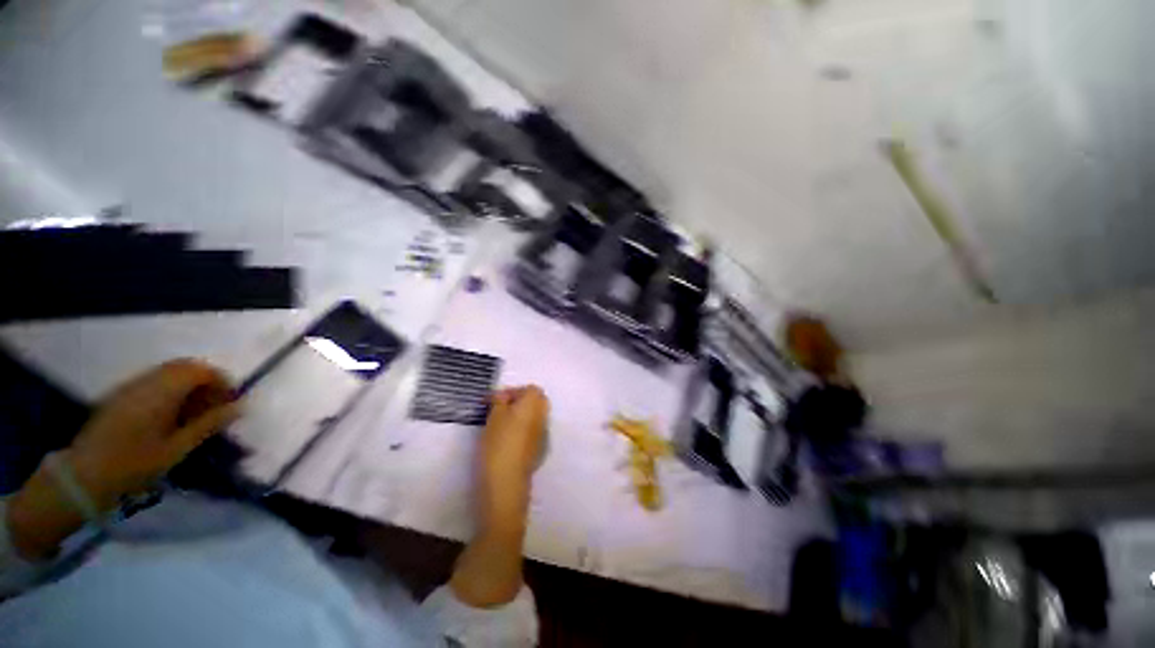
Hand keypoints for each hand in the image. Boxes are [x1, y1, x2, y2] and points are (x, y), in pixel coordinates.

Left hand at [66, 359, 240, 508]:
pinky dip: (170, 391)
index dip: (221, 381)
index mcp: (161, 391)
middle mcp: (146, 381)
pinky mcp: (120, 395)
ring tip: (193, 415)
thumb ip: (208, 424)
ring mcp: (130, 387)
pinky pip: (153, 381)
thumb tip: (239, 407)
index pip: (200, 370)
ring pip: (168, 373)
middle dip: (206, 382)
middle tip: (214, 408)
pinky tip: (169, 417)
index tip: (230, 403)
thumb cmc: (134, 464)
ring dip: (188, 387)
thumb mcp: (177, 448)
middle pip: (184, 367)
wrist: (83, 477)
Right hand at [451, 385, 547, 607]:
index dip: (514, 391)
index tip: (496, 401)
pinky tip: (507, 440)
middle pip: (537, 401)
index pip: (531, 389)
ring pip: (535, 416)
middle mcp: (543, 417)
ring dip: (521, 415)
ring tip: (500, 425)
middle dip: (519, 401)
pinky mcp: (539, 449)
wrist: (507, 483)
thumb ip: (500, 401)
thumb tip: (502, 396)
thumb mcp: (494, 417)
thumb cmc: (499, 444)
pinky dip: (523, 429)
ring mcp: (543, 434)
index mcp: (534, 405)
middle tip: (499, 410)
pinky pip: (533, 431)